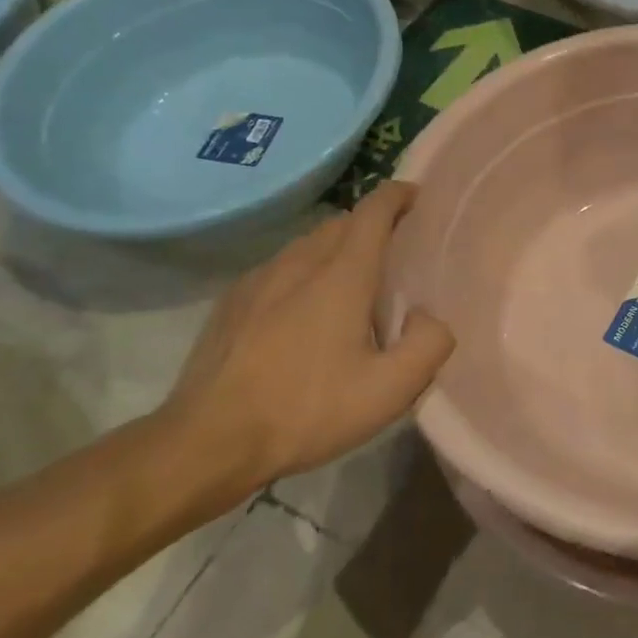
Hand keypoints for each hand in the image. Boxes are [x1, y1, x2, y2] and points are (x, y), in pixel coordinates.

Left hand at [163, 182, 454, 492]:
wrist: (208, 442)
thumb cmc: (307, 411)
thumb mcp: (389, 391)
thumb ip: (429, 344)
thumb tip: (428, 316)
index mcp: (342, 274)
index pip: (374, 209)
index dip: (399, 195)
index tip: (418, 199)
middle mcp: (300, 261)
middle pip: (342, 222)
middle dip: (373, 225)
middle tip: (395, 254)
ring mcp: (259, 278)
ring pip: (308, 243)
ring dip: (337, 249)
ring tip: (351, 285)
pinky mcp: (232, 300)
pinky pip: (280, 268)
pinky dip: (303, 272)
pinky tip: (302, 313)